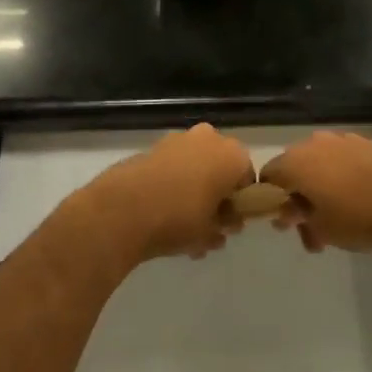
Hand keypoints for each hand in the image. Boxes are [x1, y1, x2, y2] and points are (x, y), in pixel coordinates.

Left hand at [77, 124, 255, 267]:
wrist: (123, 209)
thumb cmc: (179, 219)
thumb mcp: (211, 232)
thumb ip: (224, 225)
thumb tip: (226, 224)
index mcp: (232, 155)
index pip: (247, 177)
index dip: (241, 202)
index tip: (230, 223)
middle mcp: (208, 138)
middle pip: (220, 167)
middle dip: (216, 194)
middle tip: (208, 224)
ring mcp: (178, 139)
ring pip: (195, 166)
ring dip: (193, 190)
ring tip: (182, 228)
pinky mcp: (153, 147)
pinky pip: (173, 166)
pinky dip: (173, 184)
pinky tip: (162, 215)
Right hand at [261, 132, 371, 253]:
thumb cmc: (361, 217)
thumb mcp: (323, 229)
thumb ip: (300, 220)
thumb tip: (290, 213)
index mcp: (297, 162)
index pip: (268, 174)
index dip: (271, 199)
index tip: (287, 222)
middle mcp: (316, 144)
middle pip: (295, 168)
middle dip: (299, 197)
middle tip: (313, 229)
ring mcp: (344, 140)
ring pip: (321, 163)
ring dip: (322, 188)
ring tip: (339, 218)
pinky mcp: (368, 143)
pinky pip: (344, 160)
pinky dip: (343, 177)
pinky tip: (361, 200)